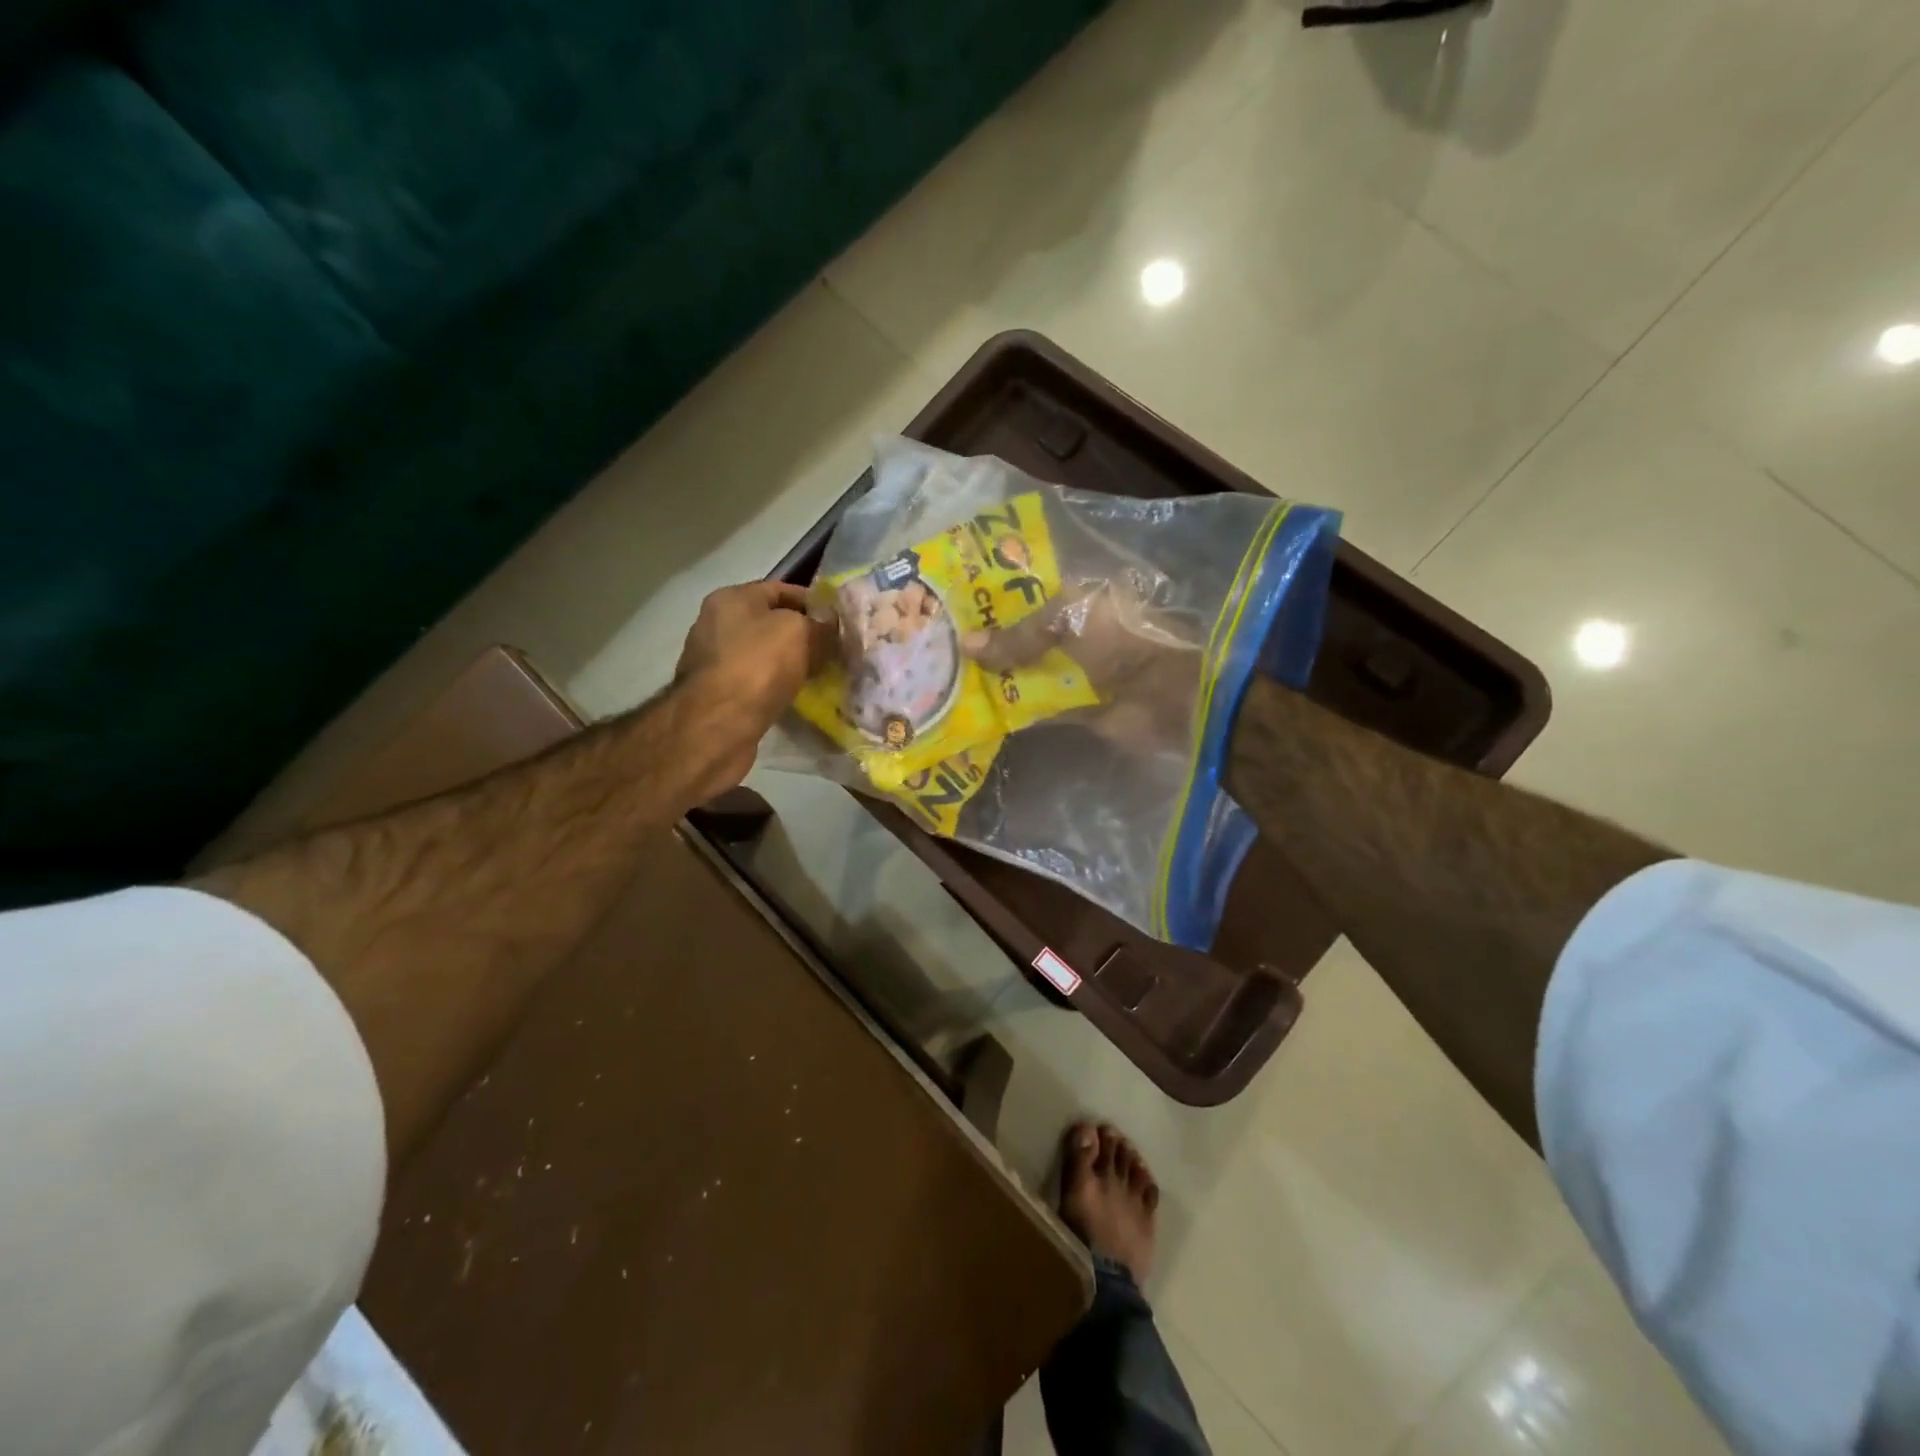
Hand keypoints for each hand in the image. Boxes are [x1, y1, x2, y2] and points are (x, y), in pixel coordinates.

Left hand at [674, 581, 834, 798]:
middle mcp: (716, 624)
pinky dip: (776, 686)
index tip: (838, 619)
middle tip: (833, 649)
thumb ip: (820, 625)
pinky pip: (756, 682)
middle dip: (802, 634)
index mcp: (731, 598)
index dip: (812, 601)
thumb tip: (830, 627)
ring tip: (819, 674)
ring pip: (763, 654)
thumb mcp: (800, 632)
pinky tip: (797, 696)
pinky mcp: (716, 694)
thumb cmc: (758, 666)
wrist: (718, 725)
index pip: (779, 589)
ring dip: (789, 663)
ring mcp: (713, 660)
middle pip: (769, 622)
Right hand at [963, 578, 1202, 747]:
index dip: (993, 602)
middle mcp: (1073, 632)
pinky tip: (978, 710)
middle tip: (941, 646)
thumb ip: (1018, 636)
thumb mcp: (1067, 622)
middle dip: (989, 643)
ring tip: (948, 678)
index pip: (1025, 595)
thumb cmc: (1121, 639)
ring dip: (997, 677)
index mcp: (1076, 598)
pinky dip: (1013, 708)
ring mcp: (1075, 671)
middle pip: (1023, 637)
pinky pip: (1038, 705)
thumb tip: (966, 644)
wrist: (1170, 692)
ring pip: (1027, 671)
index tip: (952, 608)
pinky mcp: (1076, 706)